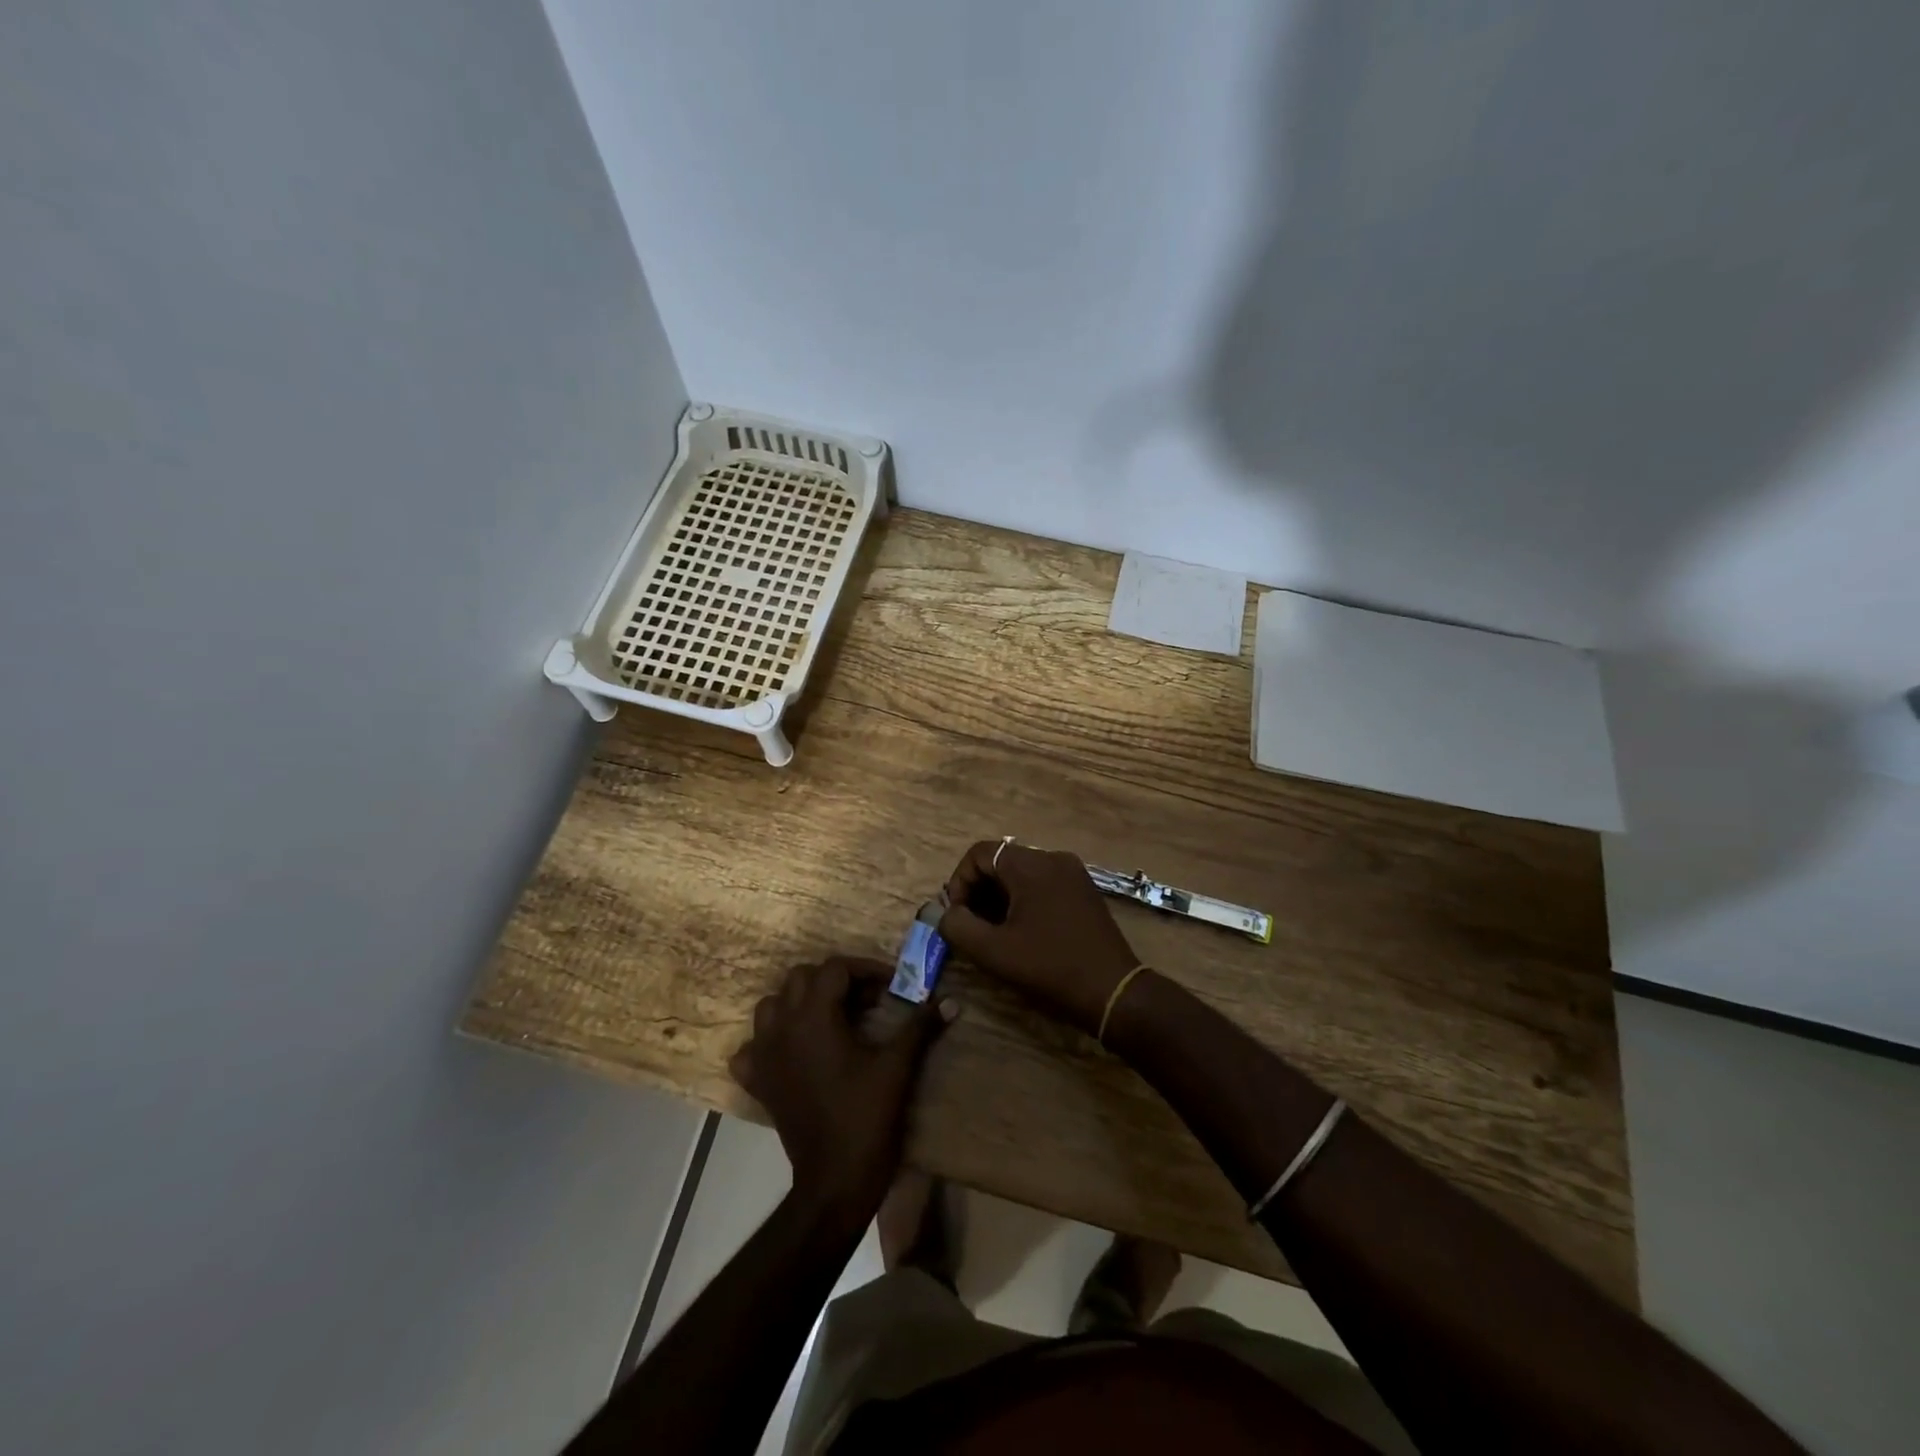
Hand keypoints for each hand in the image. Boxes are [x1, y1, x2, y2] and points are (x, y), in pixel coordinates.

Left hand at [730, 957, 953, 1230]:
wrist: (835, 1180)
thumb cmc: (867, 1117)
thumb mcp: (898, 1067)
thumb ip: (920, 1027)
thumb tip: (949, 1001)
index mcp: (815, 1018)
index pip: (835, 968)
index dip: (865, 970)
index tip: (891, 986)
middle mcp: (782, 1028)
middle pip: (801, 978)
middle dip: (834, 980)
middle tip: (866, 1000)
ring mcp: (764, 1055)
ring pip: (772, 1005)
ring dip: (799, 1002)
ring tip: (830, 1018)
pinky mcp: (758, 1082)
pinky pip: (752, 1048)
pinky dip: (768, 1041)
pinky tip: (792, 1051)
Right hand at [937, 840, 1140, 1034]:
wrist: (1113, 991)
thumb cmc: (1050, 967)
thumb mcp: (994, 952)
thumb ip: (958, 927)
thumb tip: (944, 913)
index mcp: (1030, 864)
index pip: (979, 854)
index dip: (959, 882)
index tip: (957, 916)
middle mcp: (1052, 858)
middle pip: (1000, 861)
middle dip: (978, 891)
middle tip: (971, 926)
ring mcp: (1072, 873)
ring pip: (1021, 873)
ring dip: (999, 897)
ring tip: (994, 932)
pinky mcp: (1084, 890)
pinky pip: (1042, 883)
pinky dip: (1023, 900)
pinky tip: (1022, 932)